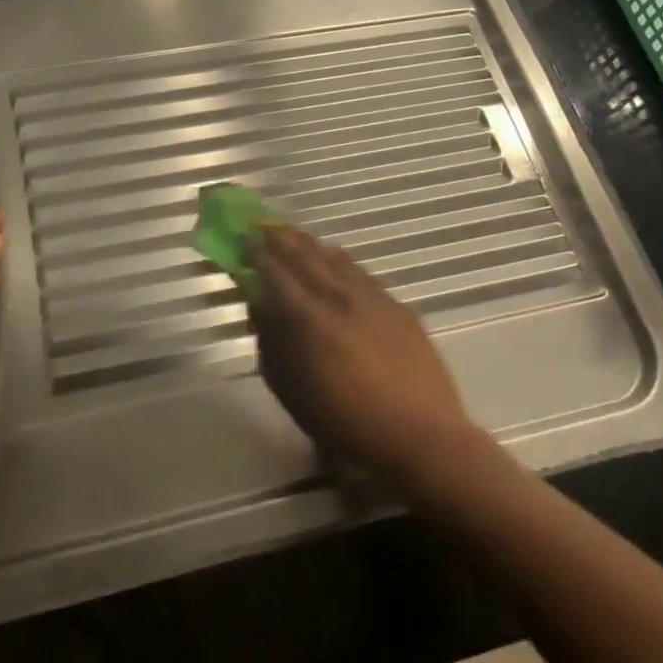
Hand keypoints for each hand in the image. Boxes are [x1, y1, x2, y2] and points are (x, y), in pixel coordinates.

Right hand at [251, 224, 477, 485]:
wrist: (420, 436)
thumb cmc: (345, 423)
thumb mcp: (291, 391)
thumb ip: (271, 343)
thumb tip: (260, 308)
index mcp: (308, 319)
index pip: (276, 273)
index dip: (257, 252)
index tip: (242, 237)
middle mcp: (338, 298)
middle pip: (304, 257)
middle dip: (280, 239)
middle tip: (262, 226)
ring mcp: (371, 298)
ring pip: (334, 258)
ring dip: (309, 244)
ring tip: (292, 234)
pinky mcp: (395, 305)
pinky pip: (359, 271)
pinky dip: (339, 260)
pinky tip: (333, 257)